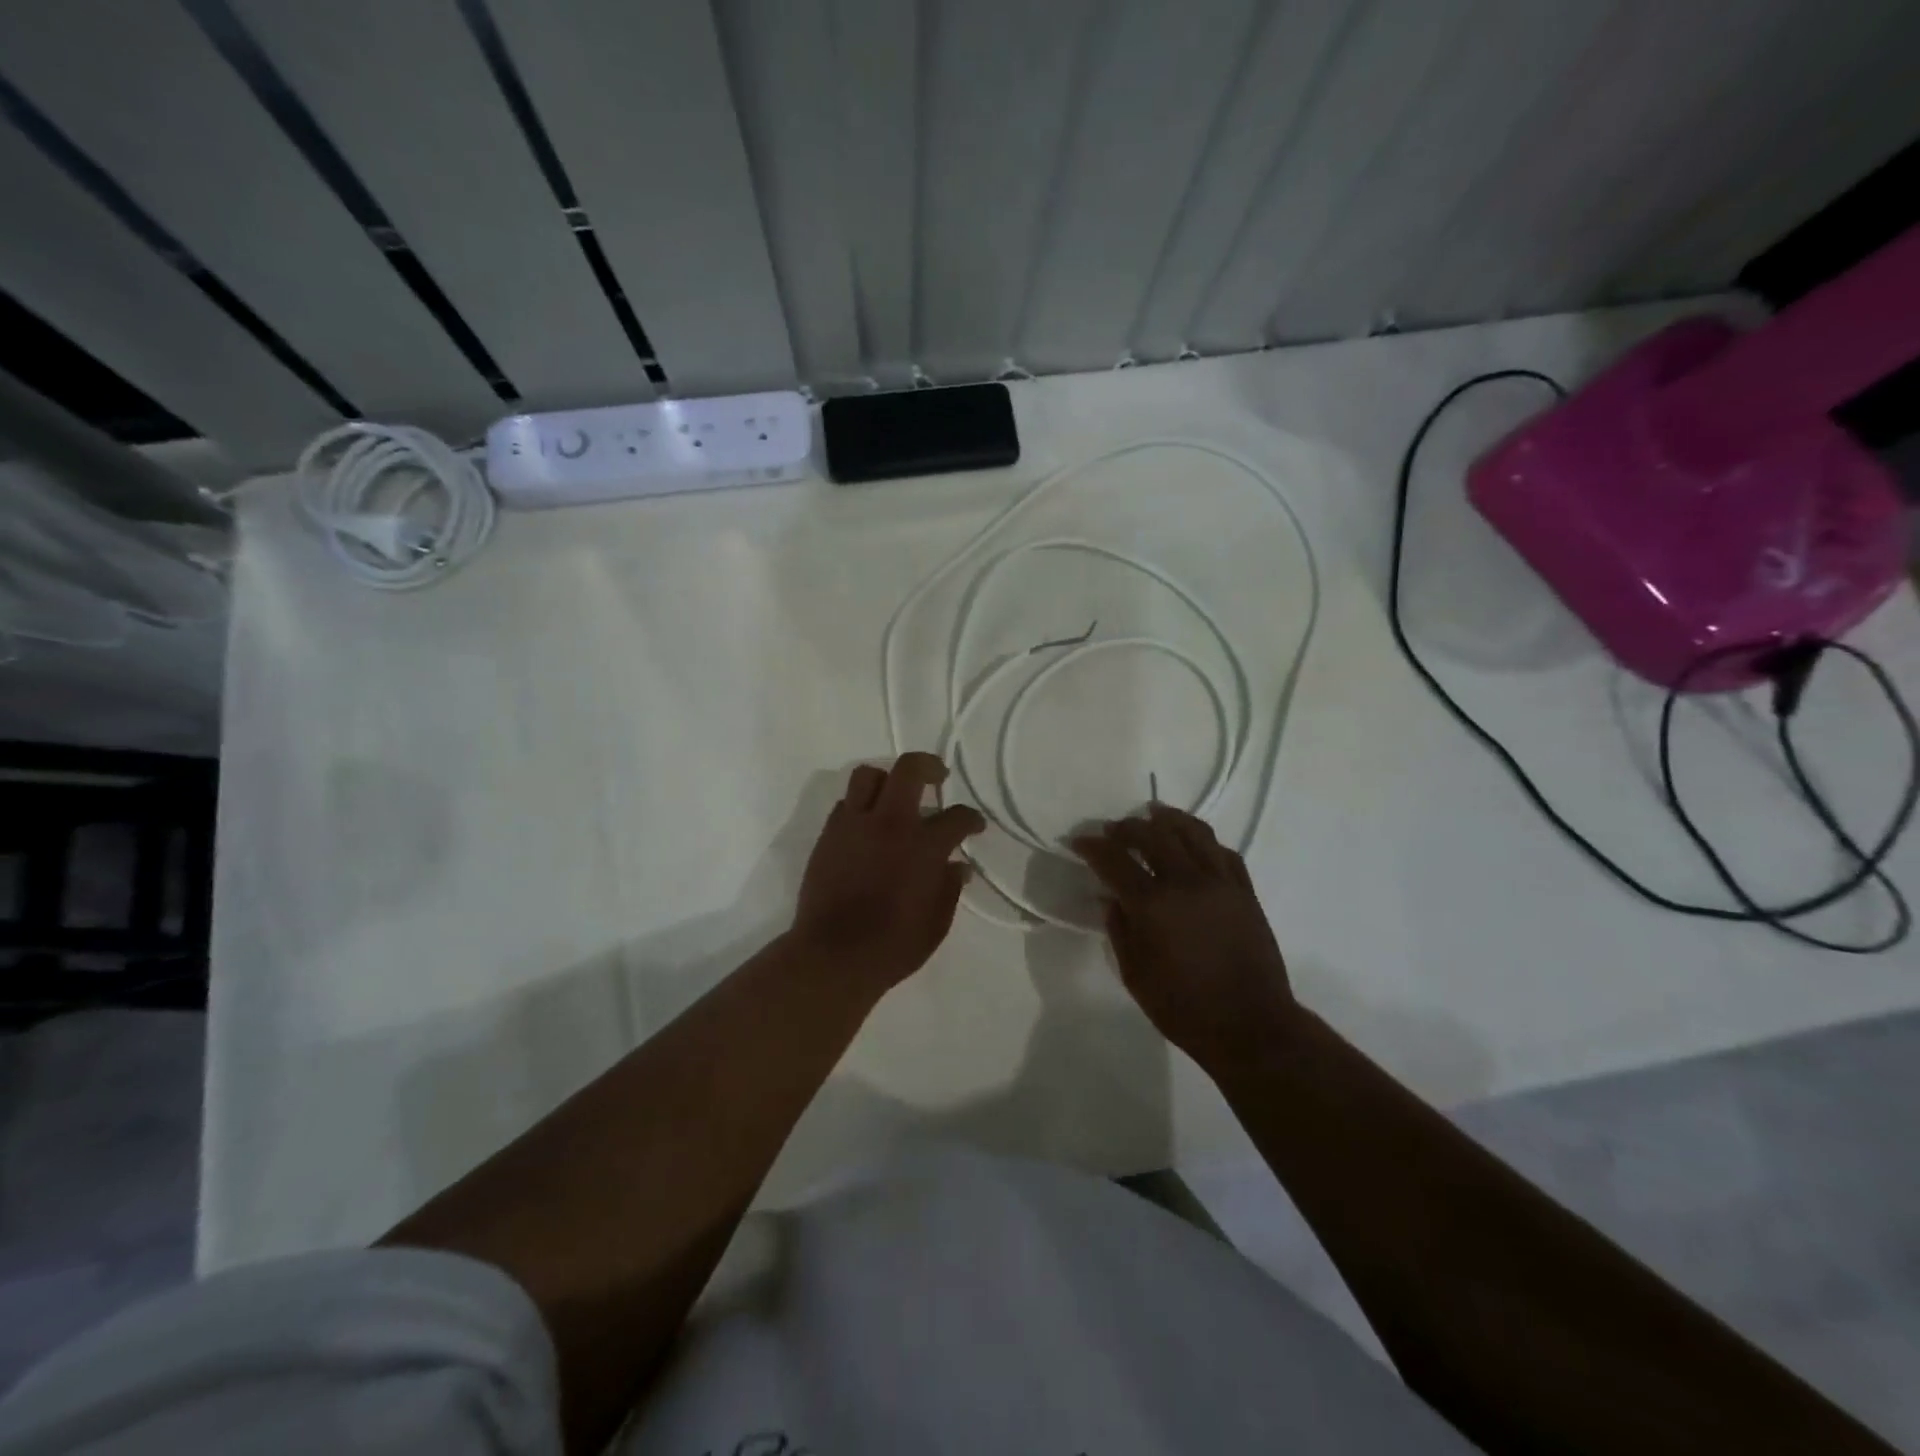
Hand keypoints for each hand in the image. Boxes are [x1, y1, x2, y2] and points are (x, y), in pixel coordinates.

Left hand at [792, 753, 986, 993]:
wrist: (833, 956)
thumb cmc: (893, 946)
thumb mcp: (936, 923)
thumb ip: (949, 888)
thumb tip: (956, 866)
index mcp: (924, 846)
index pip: (957, 817)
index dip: (971, 819)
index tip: (974, 826)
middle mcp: (890, 824)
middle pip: (909, 769)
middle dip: (928, 765)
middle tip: (937, 776)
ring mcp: (854, 825)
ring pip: (868, 775)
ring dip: (886, 780)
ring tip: (894, 796)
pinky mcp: (828, 836)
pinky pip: (845, 804)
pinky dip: (861, 807)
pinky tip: (868, 827)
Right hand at [1072, 804, 1297, 1073]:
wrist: (1251, 1026)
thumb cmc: (1184, 1008)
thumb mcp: (1135, 974)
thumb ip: (1119, 929)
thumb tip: (1109, 898)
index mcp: (1153, 904)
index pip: (1114, 860)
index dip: (1092, 847)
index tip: (1078, 841)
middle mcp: (1186, 882)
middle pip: (1153, 834)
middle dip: (1127, 827)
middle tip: (1112, 830)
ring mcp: (1220, 883)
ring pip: (1193, 832)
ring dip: (1168, 819)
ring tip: (1153, 814)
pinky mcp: (1245, 891)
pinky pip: (1223, 852)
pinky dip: (1203, 840)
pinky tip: (1193, 842)